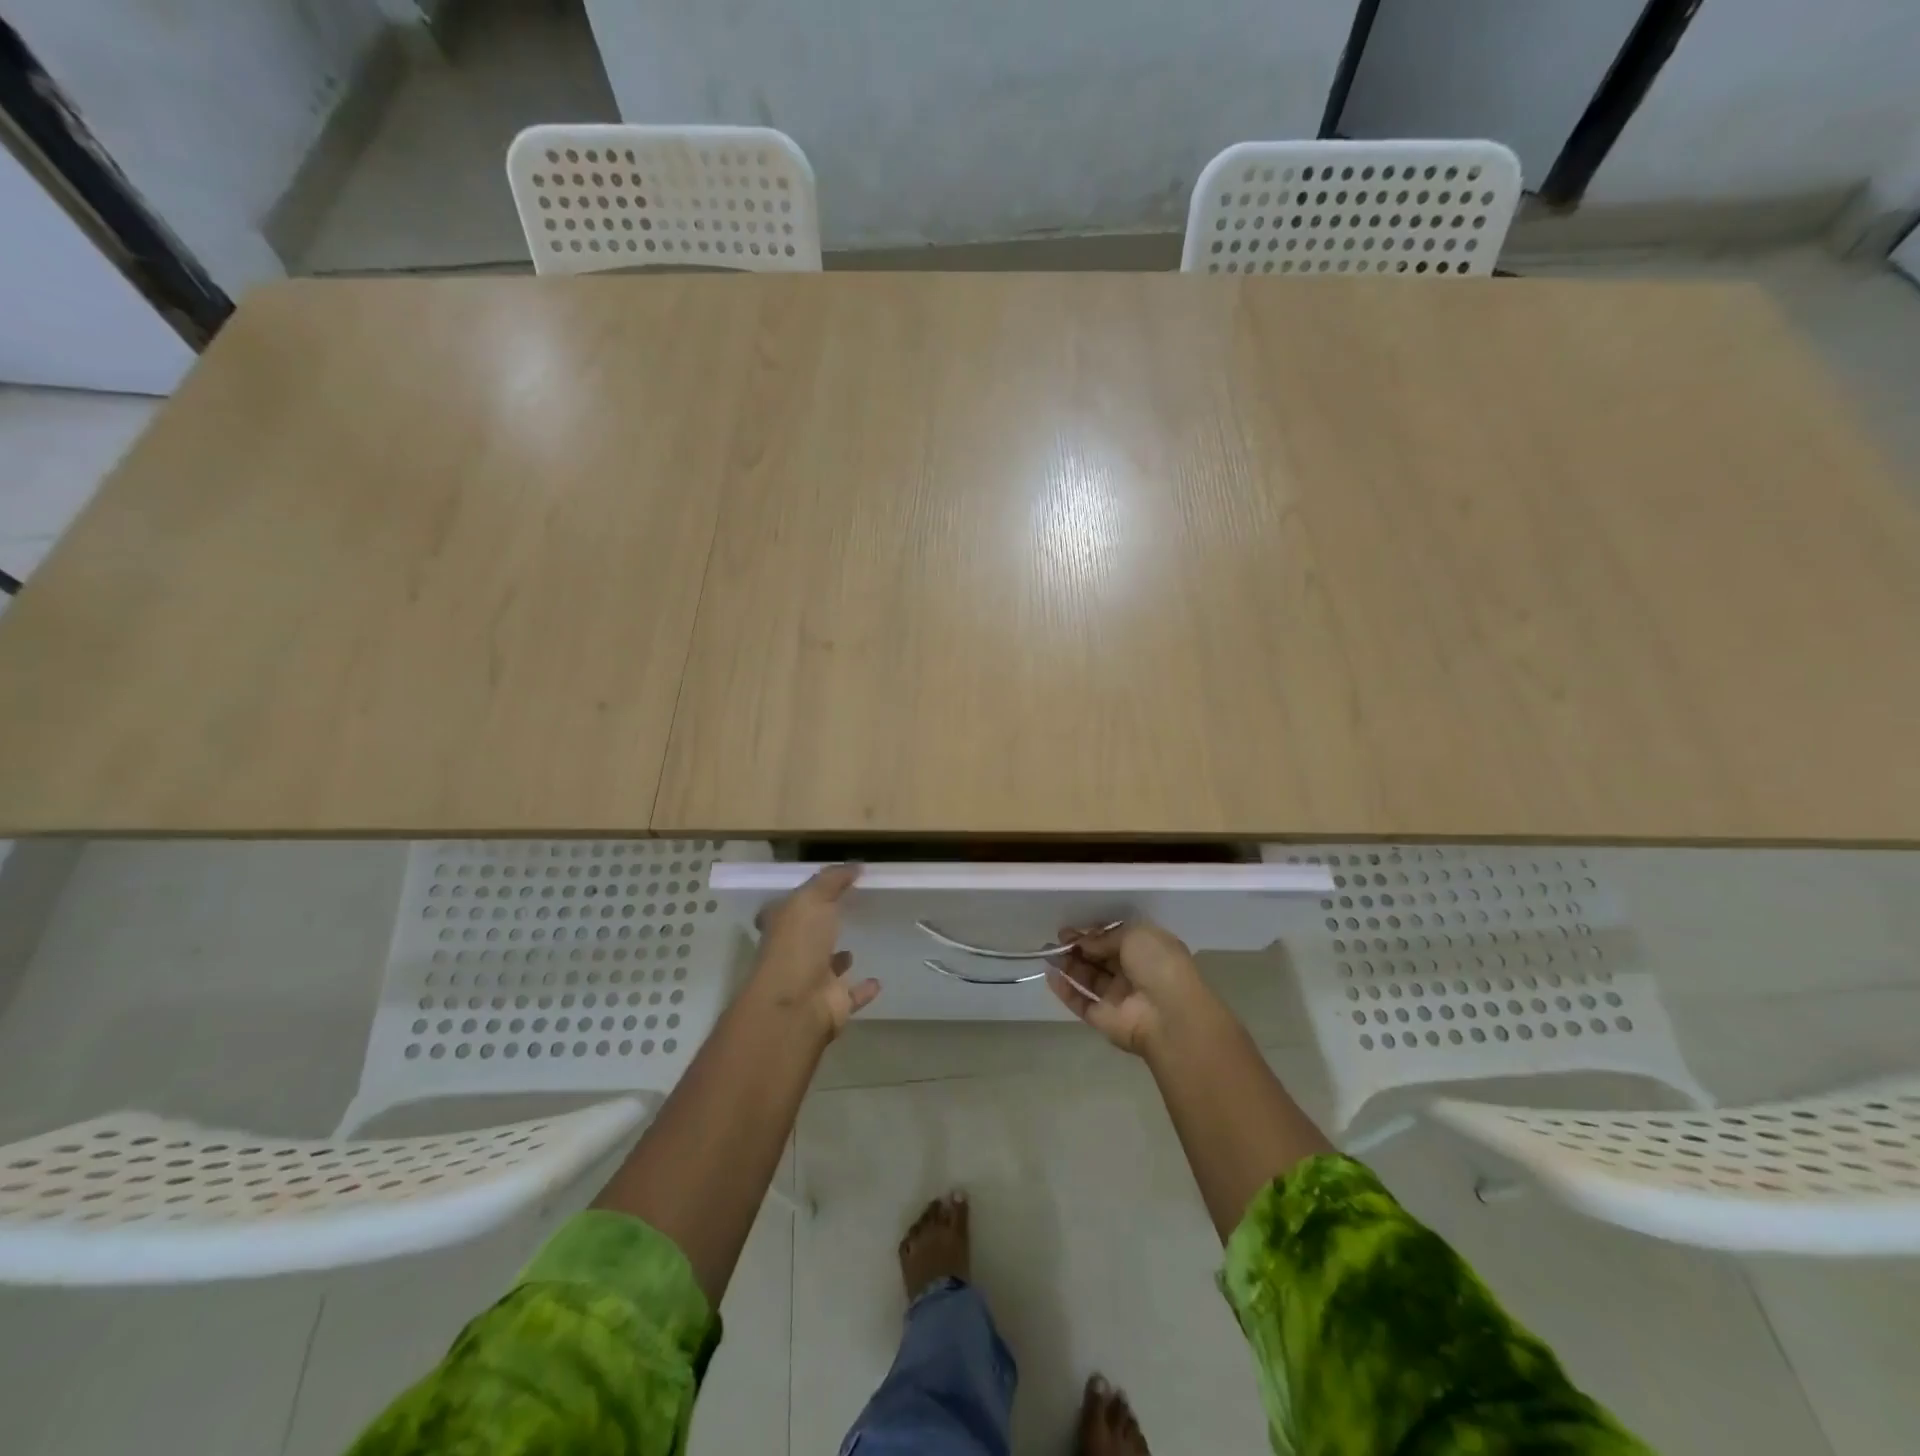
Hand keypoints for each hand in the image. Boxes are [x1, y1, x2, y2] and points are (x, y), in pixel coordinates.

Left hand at [749, 864, 879, 1038]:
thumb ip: (832, 880)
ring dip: (839, 959)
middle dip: (821, 928)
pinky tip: (879, 980)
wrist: (797, 1005)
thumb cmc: (797, 945)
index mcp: (781, 927)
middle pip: (806, 938)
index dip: (796, 900)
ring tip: (858, 946)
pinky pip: (852, 994)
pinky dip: (863, 989)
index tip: (819, 889)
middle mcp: (792, 954)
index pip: (784, 910)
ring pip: (827, 967)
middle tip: (845, 913)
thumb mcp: (812, 899)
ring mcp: (811, 981)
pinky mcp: (833, 1004)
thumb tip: (855, 866)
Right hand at [1047, 921, 1211, 1055]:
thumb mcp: (1135, 934)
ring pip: (1088, 978)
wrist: (1169, 1016)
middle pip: (1100, 957)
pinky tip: (1050, 975)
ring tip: (1047, 952)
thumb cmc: (1158, 965)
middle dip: (1079, 946)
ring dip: (1068, 964)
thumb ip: (1106, 936)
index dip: (1095, 932)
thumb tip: (1085, 941)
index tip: (1074, 927)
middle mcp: (1133, 973)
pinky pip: (1080, 1002)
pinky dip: (1065, 989)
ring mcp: (1117, 998)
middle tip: (1058, 937)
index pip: (1116, 938)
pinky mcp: (1103, 1018)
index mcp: (1148, 951)